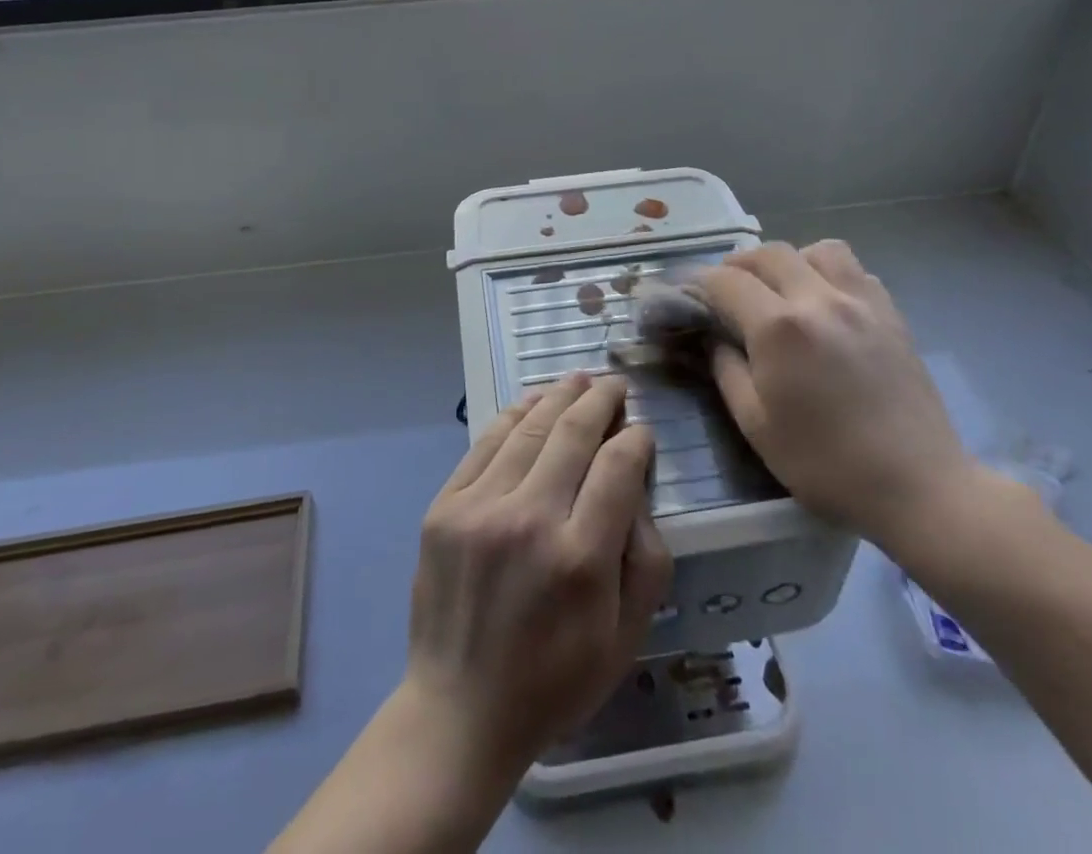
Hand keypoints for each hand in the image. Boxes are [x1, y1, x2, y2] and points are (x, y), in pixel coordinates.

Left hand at [403, 373, 672, 775]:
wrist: (460, 710)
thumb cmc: (554, 680)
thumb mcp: (625, 638)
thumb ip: (646, 559)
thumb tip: (637, 486)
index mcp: (581, 558)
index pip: (618, 467)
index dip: (635, 439)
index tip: (641, 431)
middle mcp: (530, 520)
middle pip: (573, 433)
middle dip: (601, 400)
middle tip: (614, 385)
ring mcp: (480, 508)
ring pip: (529, 428)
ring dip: (559, 396)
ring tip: (579, 380)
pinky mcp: (445, 507)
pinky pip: (485, 444)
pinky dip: (513, 416)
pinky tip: (532, 402)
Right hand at [697, 241, 975, 553]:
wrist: (919, 487)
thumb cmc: (827, 465)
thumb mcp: (756, 425)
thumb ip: (725, 369)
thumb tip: (711, 337)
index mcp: (779, 328)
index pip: (726, 281)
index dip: (698, 282)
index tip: (685, 292)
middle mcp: (819, 299)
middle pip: (768, 254)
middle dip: (738, 265)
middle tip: (725, 291)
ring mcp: (861, 302)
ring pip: (816, 250)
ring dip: (788, 261)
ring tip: (779, 289)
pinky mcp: (891, 314)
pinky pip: (854, 270)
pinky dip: (828, 273)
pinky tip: (824, 304)